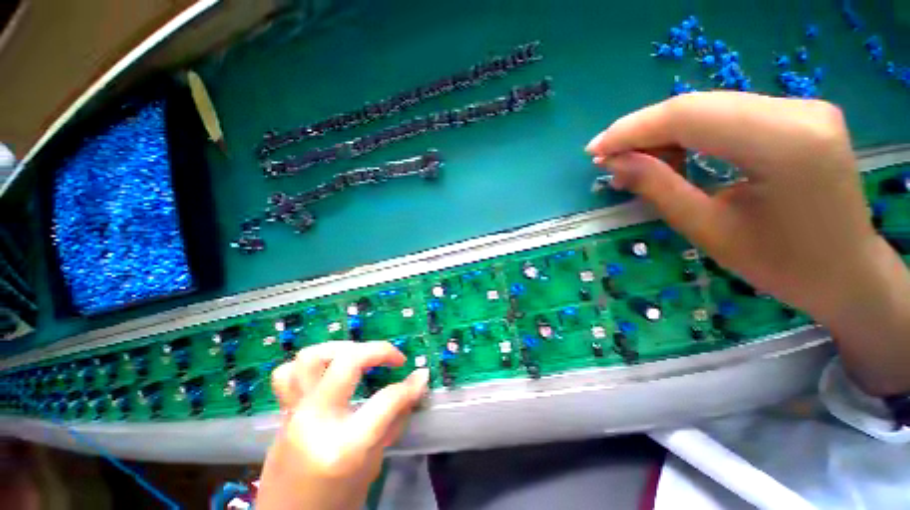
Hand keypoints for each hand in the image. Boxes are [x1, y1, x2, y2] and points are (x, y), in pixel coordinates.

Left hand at [257, 341, 428, 509]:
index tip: (421, 376)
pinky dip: (310, 365)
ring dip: (342, 349)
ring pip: (311, 358)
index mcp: (344, 446)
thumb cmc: (336, 503)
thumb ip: (394, 420)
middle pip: (348, 362)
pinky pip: (287, 375)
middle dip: (378, 350)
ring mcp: (294, 415)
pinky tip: (327, 371)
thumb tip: (415, 385)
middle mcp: (316, 421)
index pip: (386, 400)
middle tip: (394, 358)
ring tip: (359, 357)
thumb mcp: (373, 465)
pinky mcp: (283, 413)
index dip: (410, 385)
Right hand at [586, 91, 909, 395]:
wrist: (845, 273)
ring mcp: (802, 108)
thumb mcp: (708, 230)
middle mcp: (799, 111)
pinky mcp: (798, 115)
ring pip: (710, 108)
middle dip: (643, 132)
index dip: (632, 130)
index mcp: (784, 144)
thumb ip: (657, 187)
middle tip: (608, 159)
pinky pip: (728, 115)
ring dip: (664, 135)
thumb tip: (614, 163)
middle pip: (698, 106)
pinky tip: (672, 157)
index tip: (594, 150)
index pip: (689, 116)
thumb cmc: (781, 265)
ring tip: (635, 165)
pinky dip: (691, 135)